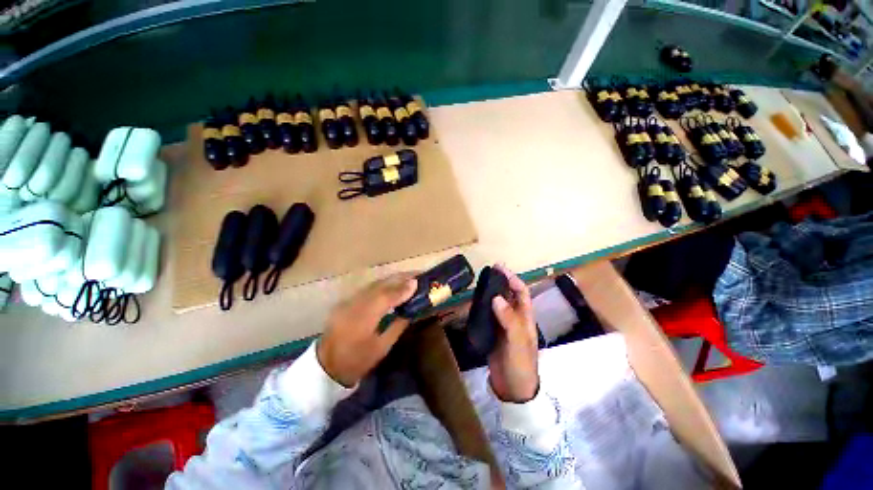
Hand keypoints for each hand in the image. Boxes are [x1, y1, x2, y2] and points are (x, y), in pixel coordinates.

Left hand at [317, 273, 416, 386]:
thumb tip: (412, 310)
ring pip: (374, 284)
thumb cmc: (358, 361)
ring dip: (392, 279)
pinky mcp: (345, 301)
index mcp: (363, 320)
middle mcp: (354, 305)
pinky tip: (393, 285)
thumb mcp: (382, 347)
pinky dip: (383, 285)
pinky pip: (368, 289)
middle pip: (380, 285)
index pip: (386, 297)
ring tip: (408, 277)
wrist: (326, 367)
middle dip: (400, 278)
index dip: (402, 288)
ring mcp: (348, 301)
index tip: (418, 281)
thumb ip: (398, 325)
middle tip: (417, 275)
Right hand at [488, 264, 539, 402]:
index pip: (521, 293)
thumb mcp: (517, 341)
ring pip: (498, 304)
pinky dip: (482, 306)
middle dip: (501, 282)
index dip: (513, 279)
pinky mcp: (493, 333)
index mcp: (525, 318)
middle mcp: (515, 318)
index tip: (500, 269)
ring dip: (491, 293)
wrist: (512, 388)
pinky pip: (488, 315)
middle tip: (488, 272)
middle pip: (509, 295)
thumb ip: (509, 319)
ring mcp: (503, 326)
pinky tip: (474, 302)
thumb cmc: (520, 364)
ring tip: (479, 283)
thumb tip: (497, 297)